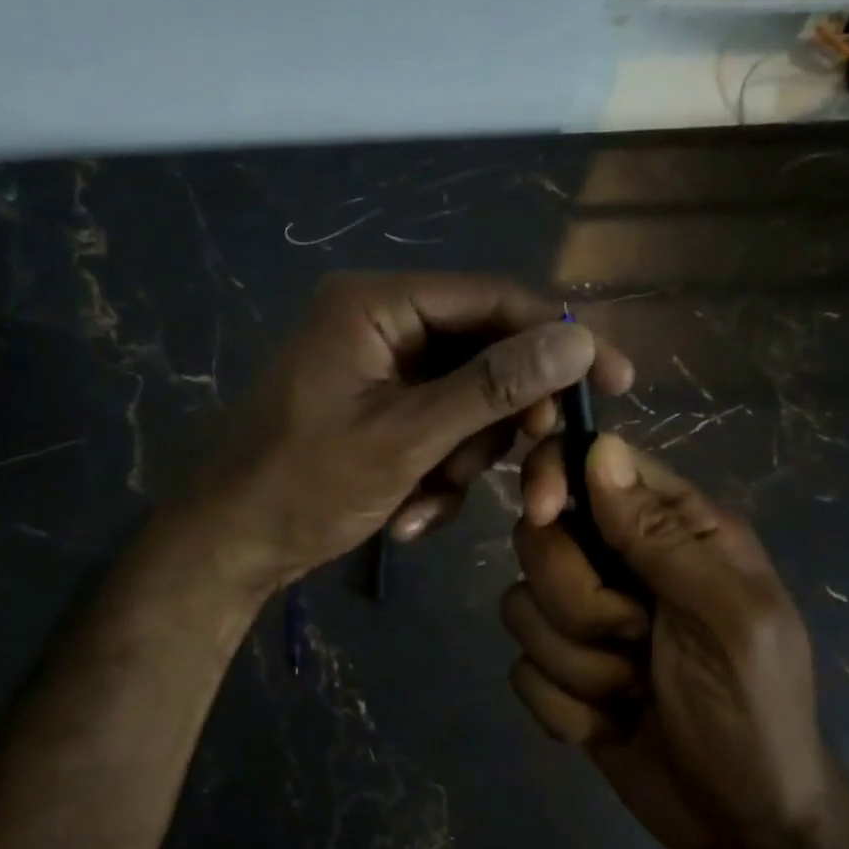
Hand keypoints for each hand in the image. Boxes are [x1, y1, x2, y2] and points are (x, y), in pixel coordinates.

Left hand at [204, 272, 632, 589]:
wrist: (231, 547)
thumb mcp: (407, 438)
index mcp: (378, 305)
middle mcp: (383, 325)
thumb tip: (578, 343)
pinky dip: (437, 477)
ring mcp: (383, 371)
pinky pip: (442, 433)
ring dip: (464, 463)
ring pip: (470, 405)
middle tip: (536, 483)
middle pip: (487, 357)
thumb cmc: (305, 485)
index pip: (494, 301)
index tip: (617, 382)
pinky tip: (406, 514)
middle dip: (503, 428)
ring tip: (426, 502)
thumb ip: (493, 388)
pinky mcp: (383, 412)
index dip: (559, 340)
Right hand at [502, 434, 827, 848]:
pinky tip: (612, 723)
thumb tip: (601, 446)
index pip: (592, 465)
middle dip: (578, 603)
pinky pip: (521, 668)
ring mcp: (585, 619)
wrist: (743, 825)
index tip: (543, 514)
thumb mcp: (728, 619)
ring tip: (633, 691)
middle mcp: (620, 562)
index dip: (553, 478)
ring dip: (577, 664)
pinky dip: (565, 705)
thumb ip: (663, 535)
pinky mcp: (561, 671)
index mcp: (674, 530)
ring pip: (521, 606)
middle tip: (636, 639)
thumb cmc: (754, 712)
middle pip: (540, 540)